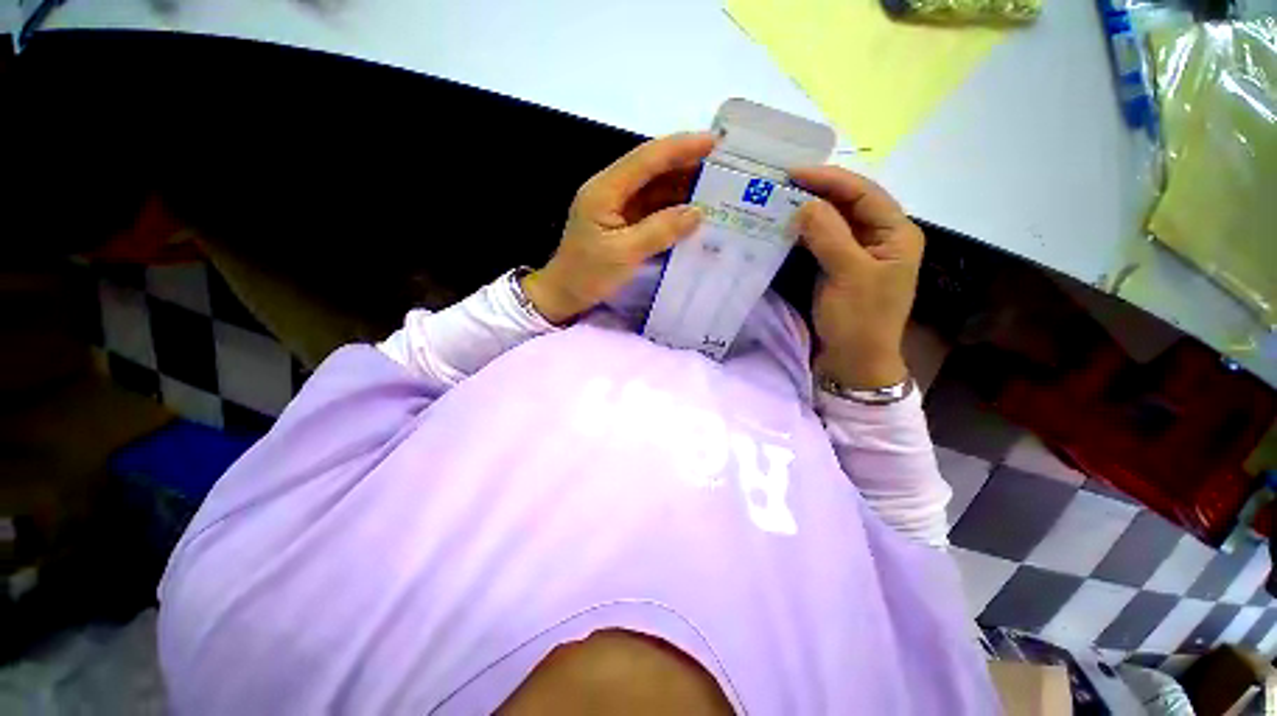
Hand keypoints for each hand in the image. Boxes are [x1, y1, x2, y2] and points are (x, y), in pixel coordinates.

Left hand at [521, 133, 713, 323]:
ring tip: (716, 186)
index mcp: (605, 190)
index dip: (680, 148)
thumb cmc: (588, 274)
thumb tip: (697, 212)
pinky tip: (694, 211)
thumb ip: (660, 231)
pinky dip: (673, 208)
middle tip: (722, 164)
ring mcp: (617, 206)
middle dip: (685, 163)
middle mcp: (611, 190)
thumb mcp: (624, 254)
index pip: (646, 160)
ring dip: (682, 185)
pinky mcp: (623, 222)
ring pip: (654, 188)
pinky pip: (652, 208)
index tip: (714, 142)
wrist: (565, 294)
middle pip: (651, 168)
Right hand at [791, 166, 923, 389]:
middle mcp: (879, 237)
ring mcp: (857, 253)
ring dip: (808, 212)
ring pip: (833, 222)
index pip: (863, 193)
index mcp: (895, 233)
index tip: (793, 173)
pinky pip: (821, 242)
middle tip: (781, 184)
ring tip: (778, 201)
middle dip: (817, 192)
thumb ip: (829, 236)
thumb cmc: (859, 320)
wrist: (853, 361)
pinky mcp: (838, 268)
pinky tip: (785, 228)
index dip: (829, 180)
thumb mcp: (848, 275)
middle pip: (848, 204)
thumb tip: (804, 204)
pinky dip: (803, 234)